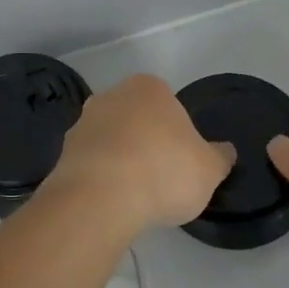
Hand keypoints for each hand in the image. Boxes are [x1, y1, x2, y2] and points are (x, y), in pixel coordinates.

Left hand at [41, 74, 235, 230]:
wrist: (101, 197)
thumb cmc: (163, 171)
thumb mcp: (209, 169)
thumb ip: (219, 157)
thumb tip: (225, 151)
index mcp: (149, 88)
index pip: (168, 103)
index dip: (177, 131)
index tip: (181, 159)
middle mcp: (111, 95)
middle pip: (136, 118)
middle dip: (146, 141)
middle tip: (160, 176)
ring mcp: (82, 122)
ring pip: (110, 139)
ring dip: (120, 159)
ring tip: (135, 194)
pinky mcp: (63, 152)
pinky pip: (91, 162)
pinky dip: (101, 177)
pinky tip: (111, 200)